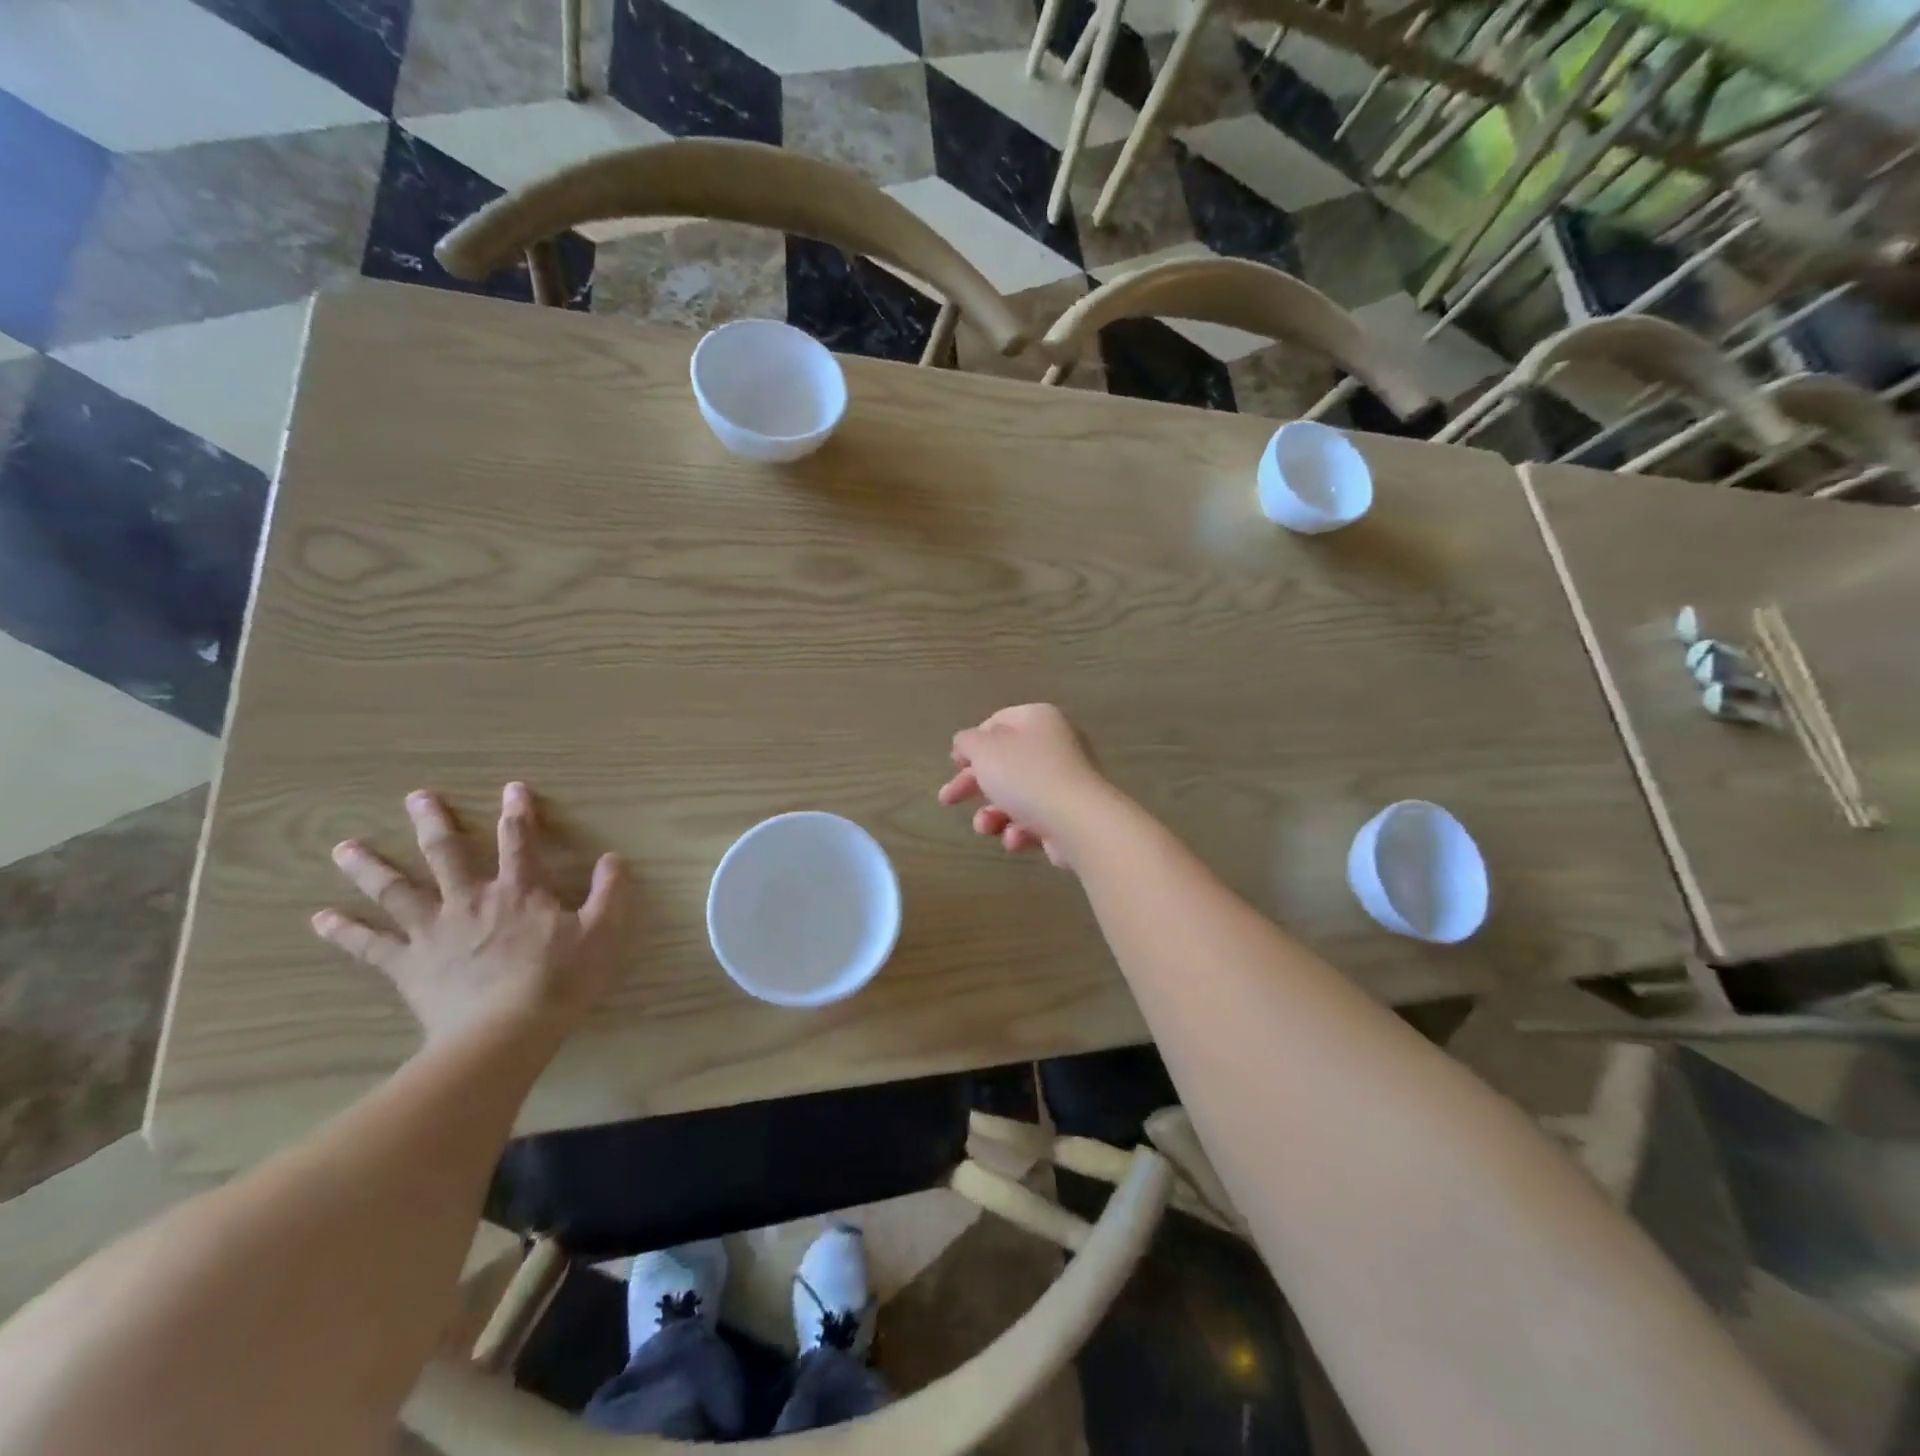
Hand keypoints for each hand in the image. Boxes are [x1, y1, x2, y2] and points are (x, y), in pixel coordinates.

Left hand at [313, 783, 626, 1046]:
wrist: (503, 1035)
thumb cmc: (559, 981)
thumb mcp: (602, 934)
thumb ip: (610, 893)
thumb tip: (613, 858)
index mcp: (519, 891)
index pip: (519, 841)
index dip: (518, 813)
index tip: (512, 788)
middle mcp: (470, 900)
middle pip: (447, 853)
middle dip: (434, 822)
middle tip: (416, 797)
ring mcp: (433, 931)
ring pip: (396, 891)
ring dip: (370, 867)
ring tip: (344, 847)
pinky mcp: (408, 965)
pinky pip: (370, 945)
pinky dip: (344, 931)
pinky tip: (319, 918)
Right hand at [937, 705, 1114, 868]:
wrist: (1078, 822)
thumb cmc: (1026, 776)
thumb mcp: (984, 750)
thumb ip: (967, 742)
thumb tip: (967, 744)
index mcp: (1037, 719)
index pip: (998, 723)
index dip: (972, 743)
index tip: (954, 764)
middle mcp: (1055, 745)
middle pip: (1004, 763)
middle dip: (973, 785)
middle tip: (947, 799)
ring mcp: (1065, 781)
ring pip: (1016, 796)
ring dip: (993, 814)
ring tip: (986, 827)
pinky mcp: (1069, 815)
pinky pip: (1035, 819)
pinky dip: (1019, 830)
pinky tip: (1015, 839)